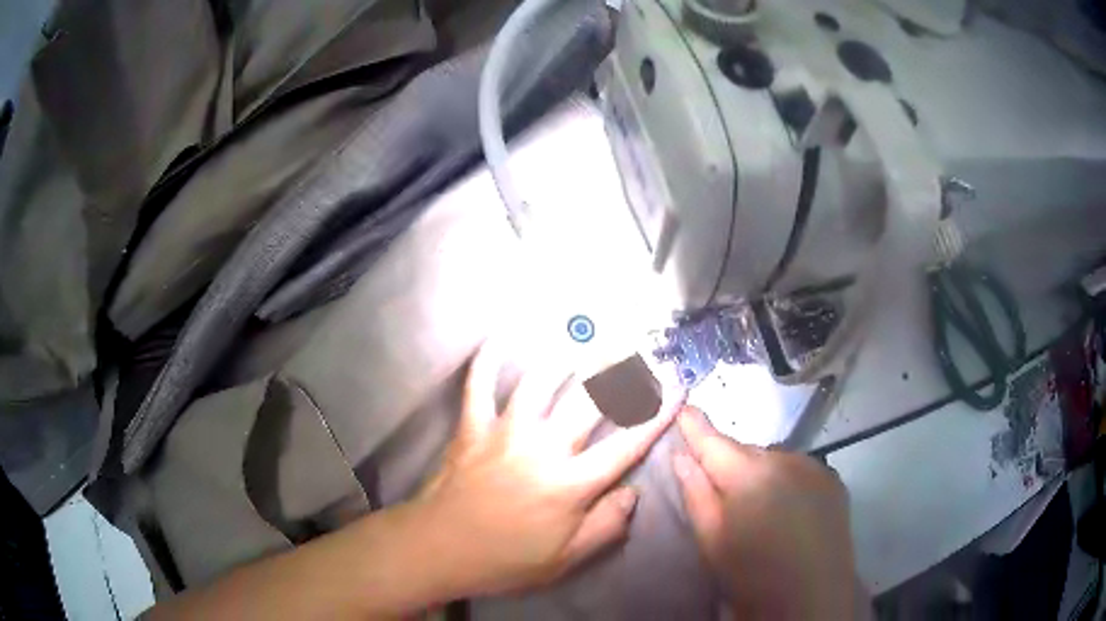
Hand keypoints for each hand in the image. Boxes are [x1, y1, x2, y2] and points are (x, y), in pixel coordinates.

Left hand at [409, 345, 680, 596]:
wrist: (439, 549)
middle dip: (619, 368)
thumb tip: (632, 492)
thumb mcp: (565, 559)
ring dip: (565, 354)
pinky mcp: (472, 428)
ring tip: (586, 333)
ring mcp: (504, 433)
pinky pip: (479, 385)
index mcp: (571, 485)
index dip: (657, 413)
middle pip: (589, 401)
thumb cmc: (505, 560)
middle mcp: (543, 449)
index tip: (678, 384)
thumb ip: (606, 526)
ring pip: (539, 382)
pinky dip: (488, 360)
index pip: (627, 444)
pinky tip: (499, 337)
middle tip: (638, 344)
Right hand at [672, 408, 860, 618]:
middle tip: (722, 492)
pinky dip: (787, 480)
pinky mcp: (833, 480)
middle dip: (730, 463)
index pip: (714, 441)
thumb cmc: (752, 576)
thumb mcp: (712, 541)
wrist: (811, 598)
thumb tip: (681, 457)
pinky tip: (788, 508)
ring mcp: (814, 466)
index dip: (695, 426)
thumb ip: (695, 494)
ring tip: (759, 507)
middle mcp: (785, 458)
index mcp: (749, 474)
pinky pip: (799, 469)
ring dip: (761, 473)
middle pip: (745, 451)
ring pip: (774, 459)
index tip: (683, 409)